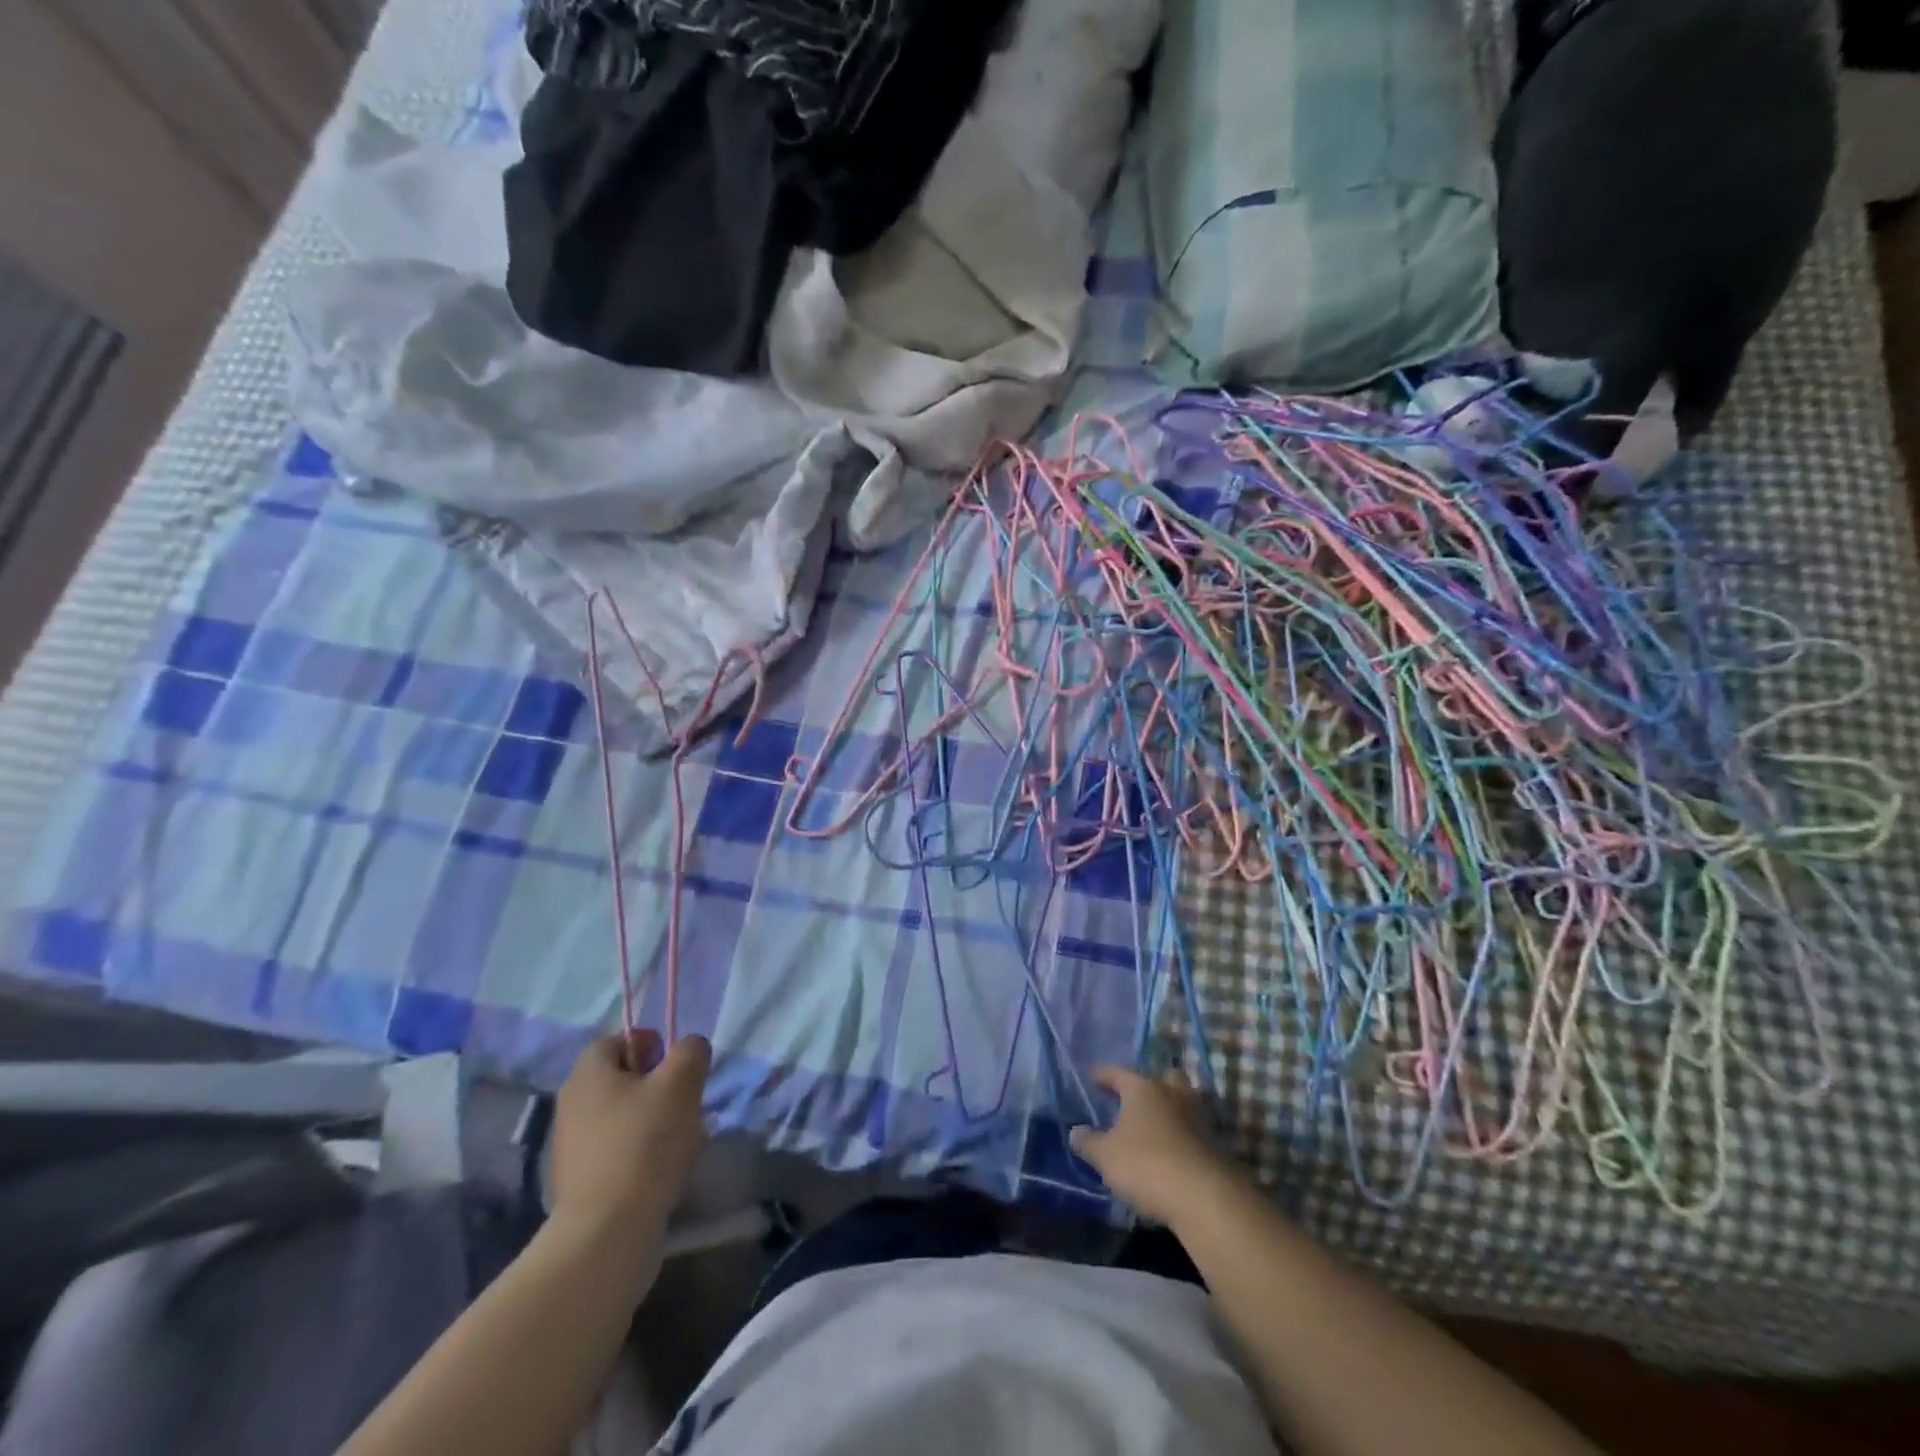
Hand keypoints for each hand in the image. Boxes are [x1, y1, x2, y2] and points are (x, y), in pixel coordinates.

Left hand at [549, 1032, 710, 1236]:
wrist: (606, 1234)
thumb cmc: (645, 1144)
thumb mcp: (681, 1083)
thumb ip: (690, 1052)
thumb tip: (689, 1048)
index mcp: (587, 1074)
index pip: (617, 1039)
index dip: (649, 1044)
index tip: (675, 1066)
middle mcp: (571, 1105)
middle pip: (621, 1079)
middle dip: (658, 1086)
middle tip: (685, 1103)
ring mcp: (571, 1148)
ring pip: (623, 1117)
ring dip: (654, 1121)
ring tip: (681, 1142)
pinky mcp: (579, 1184)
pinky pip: (617, 1152)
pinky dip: (641, 1154)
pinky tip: (663, 1171)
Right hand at [1070, 1065, 1237, 1227]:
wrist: (1204, 1197)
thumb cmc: (1146, 1165)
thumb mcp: (1106, 1156)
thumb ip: (1088, 1142)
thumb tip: (1075, 1131)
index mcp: (1143, 1088)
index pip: (1119, 1073)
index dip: (1104, 1074)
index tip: (1093, 1076)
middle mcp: (1172, 1094)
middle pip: (1163, 1077)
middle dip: (1149, 1083)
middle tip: (1134, 1096)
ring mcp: (1197, 1117)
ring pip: (1182, 1101)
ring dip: (1169, 1108)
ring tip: (1153, 1123)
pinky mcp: (1213, 1143)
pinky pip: (1192, 1128)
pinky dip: (1180, 1133)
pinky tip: (1170, 1148)